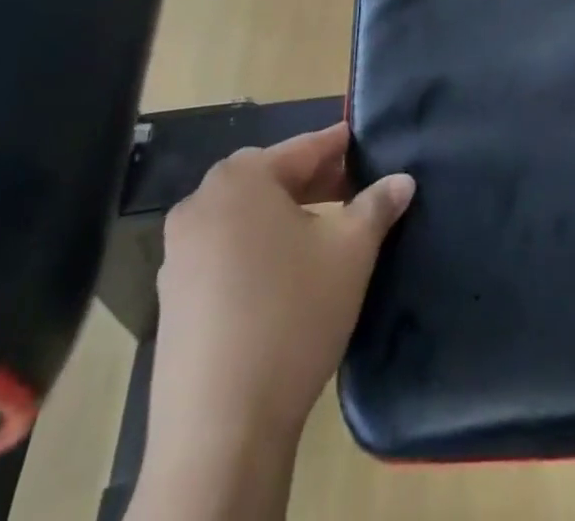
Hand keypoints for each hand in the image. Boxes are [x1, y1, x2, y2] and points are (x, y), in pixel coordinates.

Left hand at [146, 125, 414, 456]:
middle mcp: (202, 202)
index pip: (304, 148)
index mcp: (242, 178)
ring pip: (245, 215)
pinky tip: (284, 275)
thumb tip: (403, 179)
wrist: (220, 429)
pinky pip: (223, 250)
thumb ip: (377, 205)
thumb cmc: (292, 314)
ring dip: (284, 215)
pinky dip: (256, 248)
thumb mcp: (351, 252)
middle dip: (314, 181)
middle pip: (270, 178)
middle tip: (353, 190)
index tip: (366, 145)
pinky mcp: (171, 296)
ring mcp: (179, 251)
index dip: (340, 146)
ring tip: (323, 232)